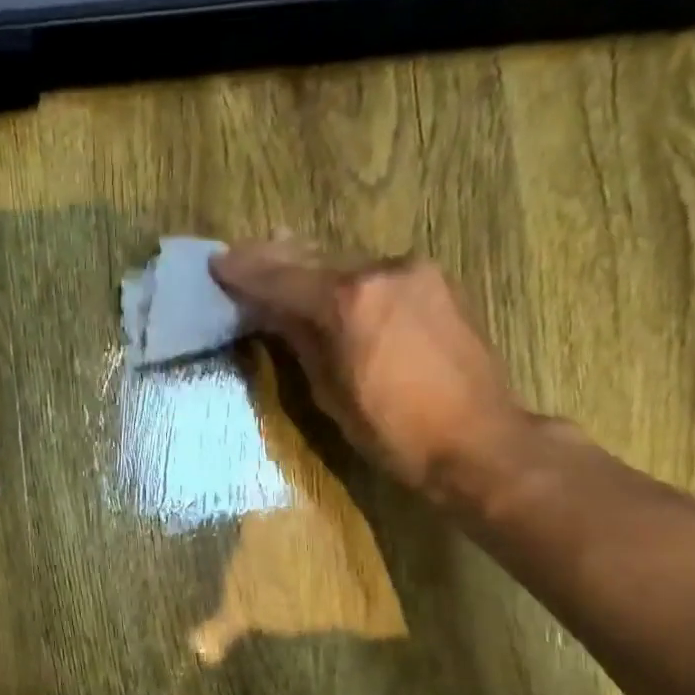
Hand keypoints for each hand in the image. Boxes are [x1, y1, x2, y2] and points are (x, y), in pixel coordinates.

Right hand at [209, 238, 530, 501]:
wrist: (478, 439)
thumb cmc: (394, 432)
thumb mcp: (331, 393)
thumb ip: (300, 342)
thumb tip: (273, 314)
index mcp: (349, 301)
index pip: (283, 279)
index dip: (246, 273)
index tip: (216, 264)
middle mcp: (381, 271)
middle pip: (314, 258)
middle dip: (272, 257)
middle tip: (238, 254)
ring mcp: (414, 272)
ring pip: (346, 260)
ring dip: (308, 263)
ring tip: (275, 257)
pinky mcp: (435, 283)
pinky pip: (375, 271)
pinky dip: (343, 274)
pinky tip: (327, 280)